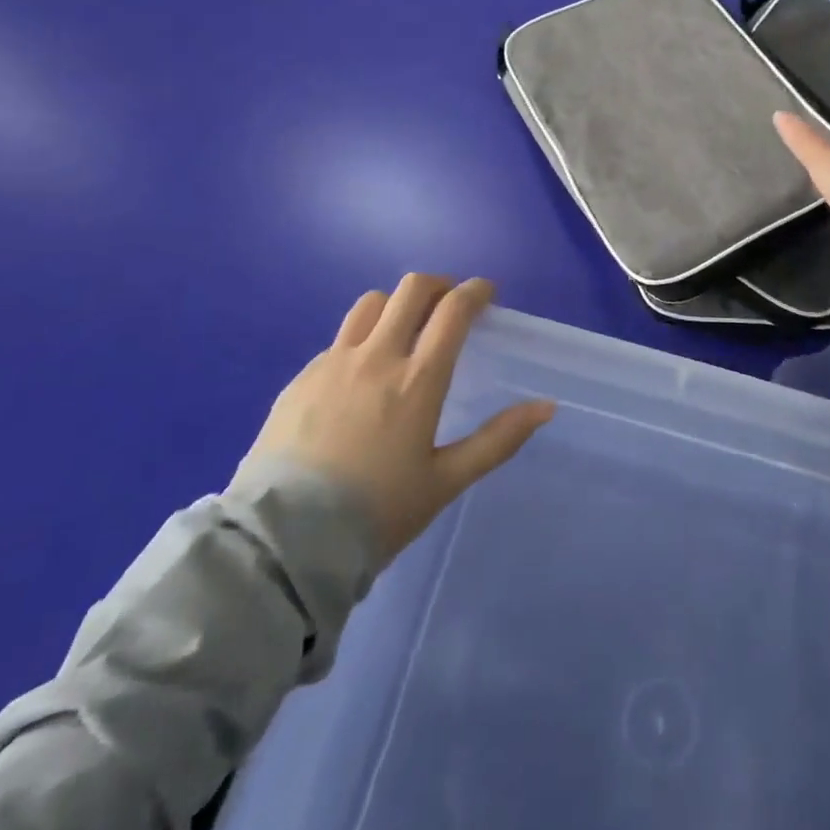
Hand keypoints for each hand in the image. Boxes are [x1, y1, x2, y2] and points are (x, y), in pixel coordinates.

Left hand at [237, 275, 555, 560]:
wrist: (283, 544)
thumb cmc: (376, 514)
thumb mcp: (445, 482)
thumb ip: (498, 440)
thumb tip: (546, 407)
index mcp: (418, 379)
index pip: (453, 310)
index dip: (475, 291)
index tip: (486, 293)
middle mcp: (377, 357)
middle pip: (412, 289)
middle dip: (439, 285)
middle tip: (449, 304)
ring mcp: (334, 363)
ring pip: (371, 304)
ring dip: (397, 304)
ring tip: (404, 328)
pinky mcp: (301, 378)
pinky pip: (339, 340)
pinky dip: (361, 339)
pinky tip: (360, 374)